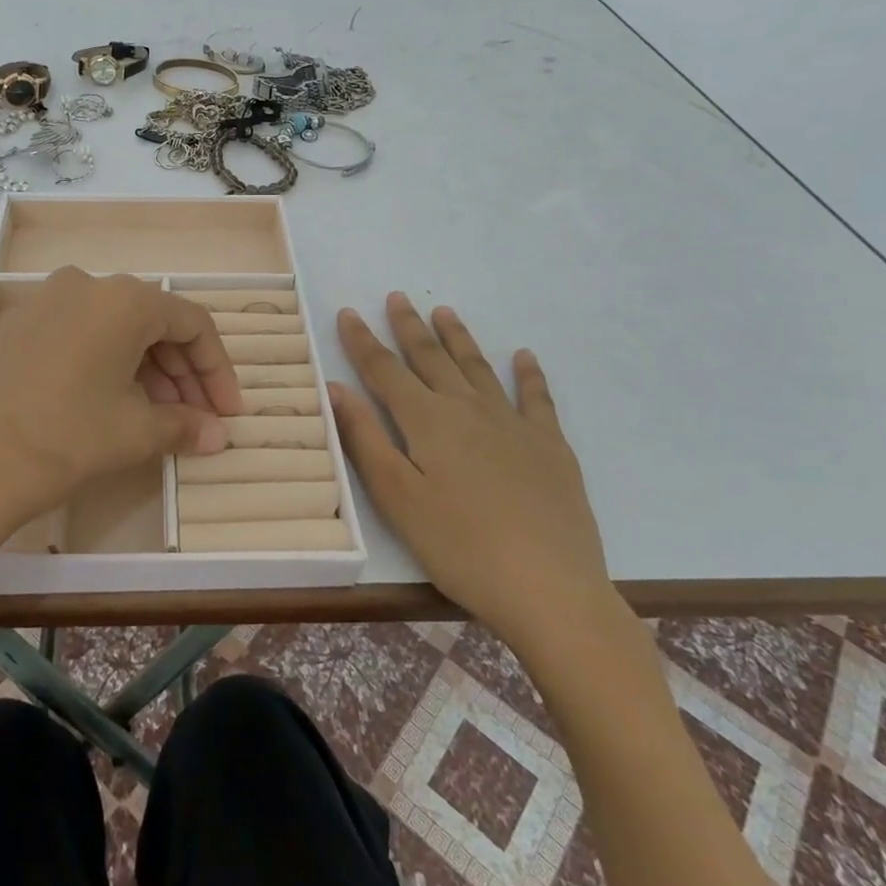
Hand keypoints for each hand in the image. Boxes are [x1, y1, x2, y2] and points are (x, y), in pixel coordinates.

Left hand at [0, 268, 241, 553]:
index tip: (228, 412)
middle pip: (153, 322)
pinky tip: (111, 402)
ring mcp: (46, 301)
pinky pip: (81, 334)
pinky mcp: (18, 325)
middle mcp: (87, 284)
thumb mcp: (134, 432)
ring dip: (147, 369)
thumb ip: (184, 425)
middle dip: (183, 372)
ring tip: (158, 417)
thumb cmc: (65, 437)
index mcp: (124, 299)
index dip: (217, 370)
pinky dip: (107, 363)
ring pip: (116, 328)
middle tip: (196, 418)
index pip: (192, 323)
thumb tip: (217, 434)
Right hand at [329, 293, 612, 657]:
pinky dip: (529, 374)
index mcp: (427, 421)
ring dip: (458, 338)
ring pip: (478, 368)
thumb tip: (335, 387)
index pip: (385, 370)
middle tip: (397, 297)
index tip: (348, 313)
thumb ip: (365, 438)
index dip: (362, 341)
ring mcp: (513, 424)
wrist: (549, 588)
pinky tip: (524, 356)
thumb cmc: (459, 547)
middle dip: (410, 327)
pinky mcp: (550, 446)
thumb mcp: (397, 498)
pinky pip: (537, 398)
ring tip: (444, 311)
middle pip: (431, 358)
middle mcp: (468, 409)